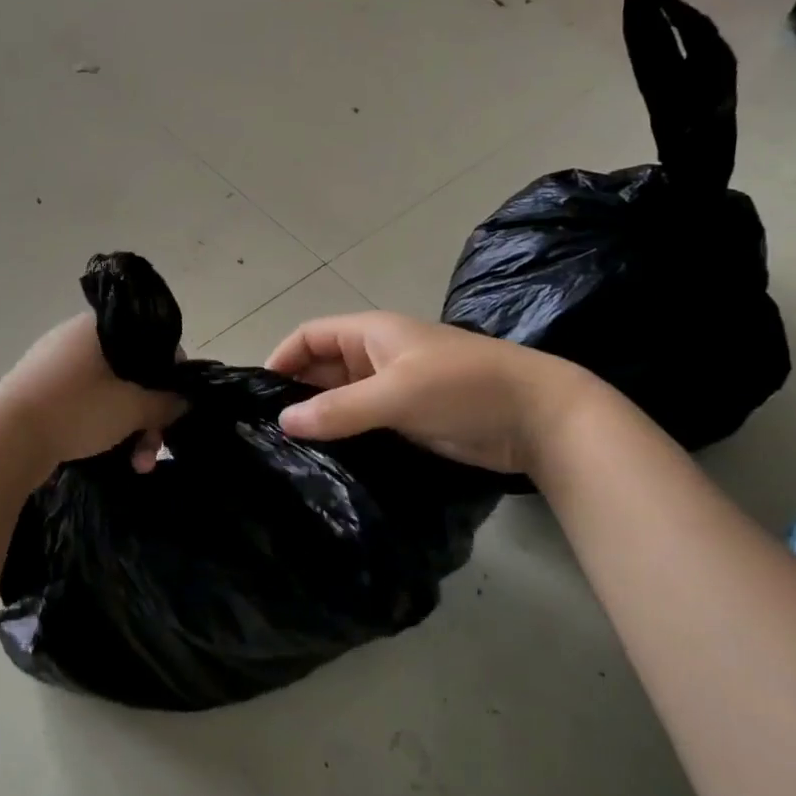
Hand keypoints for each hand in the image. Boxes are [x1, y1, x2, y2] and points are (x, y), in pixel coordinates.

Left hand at [0, 313, 185, 471]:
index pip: (150, 341)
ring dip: (129, 428)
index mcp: (97, 327)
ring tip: (137, 465)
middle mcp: (75, 339)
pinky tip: (111, 456)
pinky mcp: (40, 394)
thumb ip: (164, 402)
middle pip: (130, 373)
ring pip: (108, 394)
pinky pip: (84, 405)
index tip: (174, 407)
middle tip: (153, 449)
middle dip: (148, 415)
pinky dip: (102, 428)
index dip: (170, 374)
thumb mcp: (132, 408)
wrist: (5, 438)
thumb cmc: (76, 409)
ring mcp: (54, 367)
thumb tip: (184, 399)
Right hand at [266, 312, 598, 474]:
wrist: (539, 418)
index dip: (282, 358)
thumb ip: (339, 408)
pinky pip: (363, 423)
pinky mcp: (409, 419)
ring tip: (285, 452)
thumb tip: (284, 422)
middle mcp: (376, 357)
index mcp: (371, 334)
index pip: (310, 336)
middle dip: (295, 393)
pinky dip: (343, 436)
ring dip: (318, 419)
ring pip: (341, 399)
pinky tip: (324, 462)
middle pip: (322, 369)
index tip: (257, 395)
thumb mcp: (397, 393)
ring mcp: (394, 390)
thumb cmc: (463, 388)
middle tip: (264, 432)